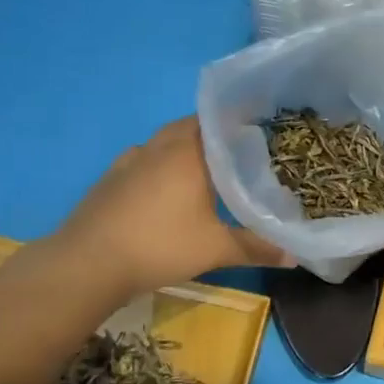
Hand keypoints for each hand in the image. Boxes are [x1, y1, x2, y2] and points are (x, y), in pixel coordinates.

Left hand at [53, 118, 289, 296]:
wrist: (89, 263)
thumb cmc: (160, 246)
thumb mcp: (215, 249)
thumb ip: (256, 247)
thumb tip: (295, 256)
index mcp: (190, 151)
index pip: (220, 120)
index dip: (241, 122)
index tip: (262, 132)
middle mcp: (161, 145)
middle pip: (193, 127)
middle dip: (216, 136)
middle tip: (240, 155)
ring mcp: (131, 158)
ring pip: (166, 141)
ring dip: (186, 148)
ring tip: (207, 170)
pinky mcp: (112, 176)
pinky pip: (145, 158)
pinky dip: (161, 165)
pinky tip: (167, 189)